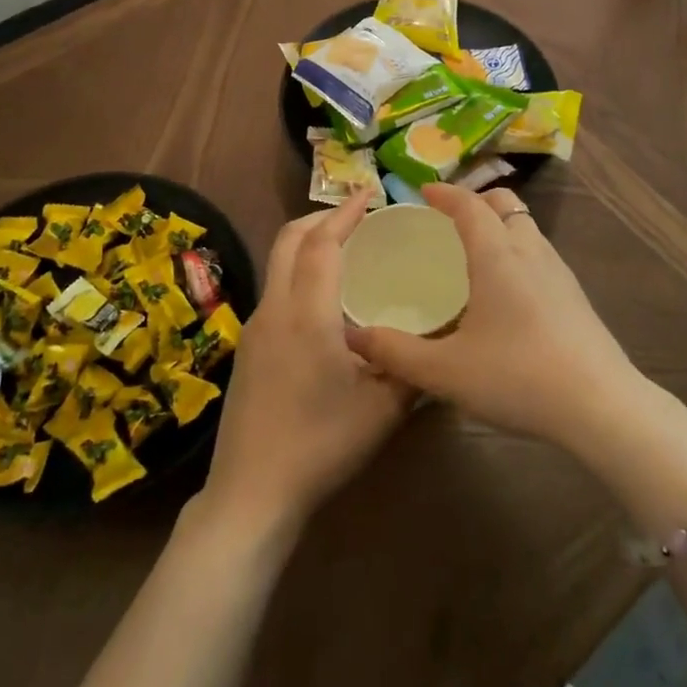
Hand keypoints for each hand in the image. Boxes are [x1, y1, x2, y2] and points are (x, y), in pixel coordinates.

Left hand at [202, 197, 414, 536]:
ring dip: (307, 243)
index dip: (345, 213)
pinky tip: (324, 299)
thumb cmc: (322, 445)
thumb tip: (438, 340)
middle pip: (289, 240)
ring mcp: (255, 327)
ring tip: (345, 250)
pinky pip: (275, 289)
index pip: (322, 243)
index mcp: (307, 314)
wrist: (251, 492)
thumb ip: (412, 367)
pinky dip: (299, 271)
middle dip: (322, 217)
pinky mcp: (248, 347)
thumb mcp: (382, 409)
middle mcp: (275, 308)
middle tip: (358, 216)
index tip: (370, 194)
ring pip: (278, 263)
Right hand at [342, 186, 648, 451]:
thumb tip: (352, 337)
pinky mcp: (575, 296)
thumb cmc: (517, 377)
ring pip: (527, 227)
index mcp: (497, 255)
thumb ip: (395, 352)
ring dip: (500, 225)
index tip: (423, 192)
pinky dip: (517, 251)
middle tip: (449, 220)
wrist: (601, 406)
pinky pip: (540, 253)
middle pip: (505, 204)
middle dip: (476, 202)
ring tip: (475, 253)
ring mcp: (559, 272)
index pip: (469, 205)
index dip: (445, 193)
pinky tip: (507, 293)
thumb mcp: (445, 371)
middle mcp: (530, 251)